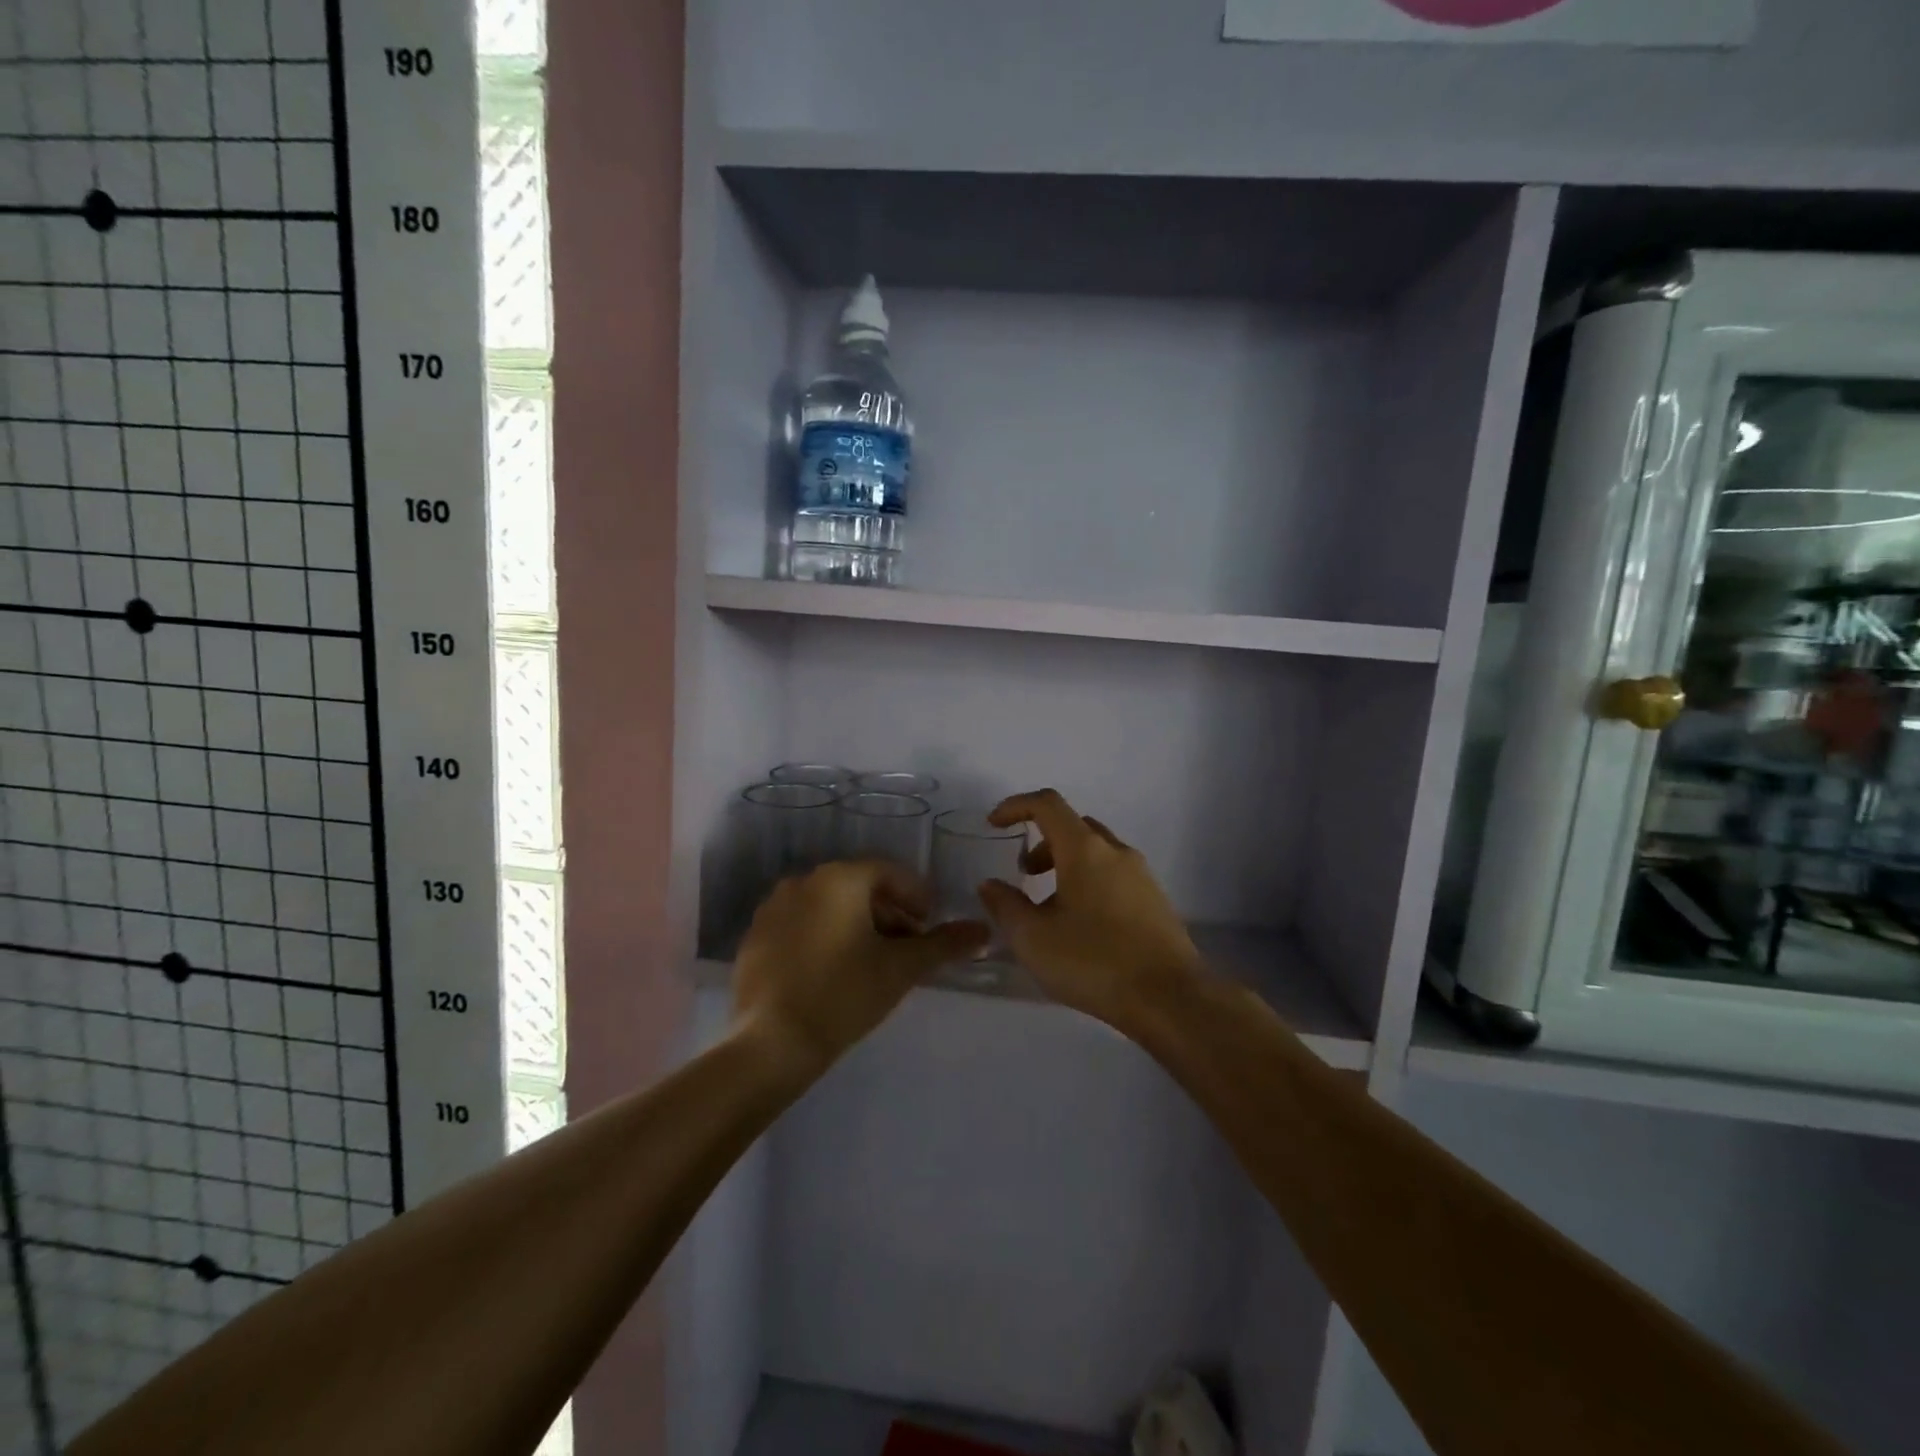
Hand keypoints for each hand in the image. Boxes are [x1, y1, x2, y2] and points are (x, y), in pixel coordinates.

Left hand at [733, 859, 988, 1070]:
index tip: (930, 924)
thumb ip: (944, 944)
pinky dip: (824, 936)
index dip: (916, 895)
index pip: (890, 872)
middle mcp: (803, 881)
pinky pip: (801, 924)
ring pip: (828, 905)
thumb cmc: (844, 994)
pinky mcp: (755, 936)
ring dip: (857, 924)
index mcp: (840, 878)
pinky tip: (833, 971)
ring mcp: (773, 908)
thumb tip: (983, 930)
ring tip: (873, 961)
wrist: (771, 1042)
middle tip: (907, 946)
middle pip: (859, 887)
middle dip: (888, 912)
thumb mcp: (901, 968)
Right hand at [978, 789, 1205, 1028]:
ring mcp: (1141, 875)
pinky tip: (1082, 925)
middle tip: (1025, 874)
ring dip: (1066, 864)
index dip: (1016, 806)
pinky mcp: (1156, 901)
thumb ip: (1005, 906)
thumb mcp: (1033, 939)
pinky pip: (1114, 875)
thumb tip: (990, 885)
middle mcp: (1116, 852)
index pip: (1047, 804)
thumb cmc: (1094, 961)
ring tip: (1050, 906)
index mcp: (1084, 849)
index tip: (994, 824)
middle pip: (1073, 826)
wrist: (1170, 998)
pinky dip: (1089, 882)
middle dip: (1043, 841)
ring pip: (1096, 852)